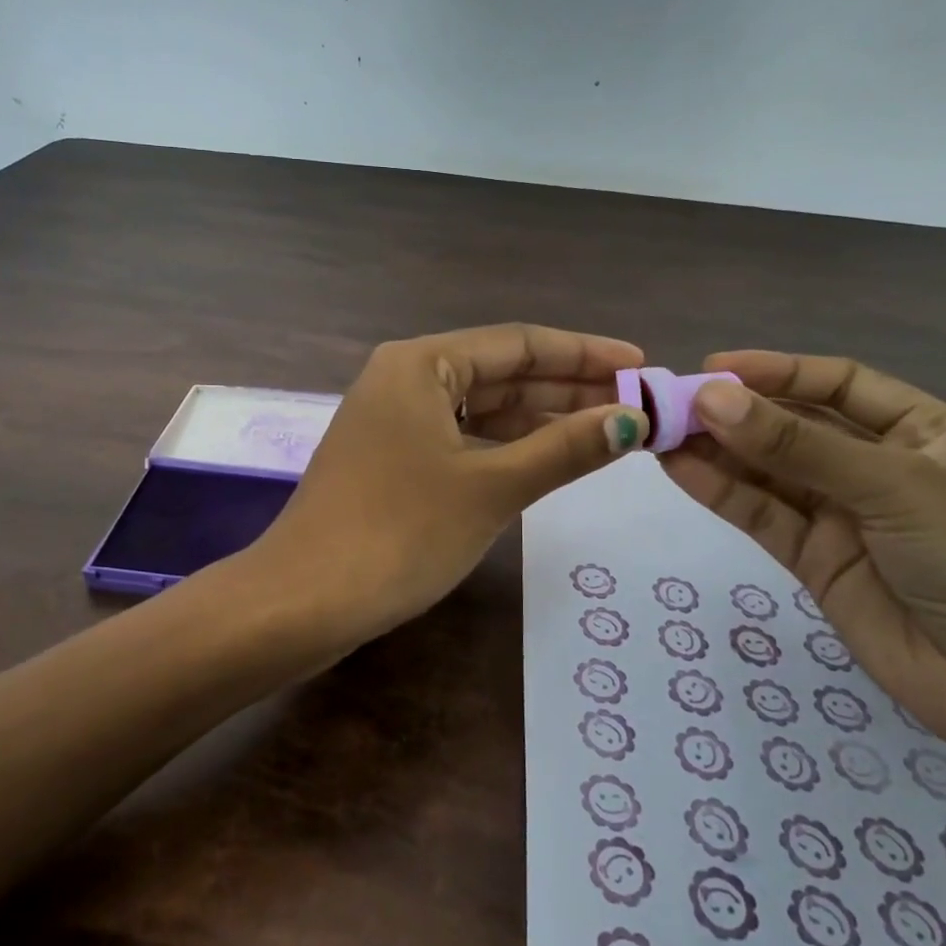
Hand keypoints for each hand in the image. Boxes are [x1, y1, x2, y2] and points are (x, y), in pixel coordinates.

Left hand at [244, 324, 648, 664]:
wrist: (304, 601)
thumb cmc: (400, 533)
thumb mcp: (491, 487)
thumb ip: (564, 449)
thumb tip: (631, 421)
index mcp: (421, 363)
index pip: (519, 343)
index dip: (584, 354)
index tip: (641, 366)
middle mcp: (404, 378)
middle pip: (501, 372)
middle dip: (567, 388)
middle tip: (635, 404)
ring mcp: (392, 419)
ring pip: (481, 408)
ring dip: (539, 419)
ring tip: (606, 429)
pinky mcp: (389, 458)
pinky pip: (460, 437)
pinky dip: (504, 445)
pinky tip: (546, 457)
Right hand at [660, 351, 945, 769]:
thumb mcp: (894, 487)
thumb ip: (798, 445)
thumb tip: (710, 399)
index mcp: (922, 432)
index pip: (838, 384)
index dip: (778, 371)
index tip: (714, 368)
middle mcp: (877, 466)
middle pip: (794, 426)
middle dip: (736, 412)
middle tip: (671, 403)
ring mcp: (841, 514)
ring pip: (768, 471)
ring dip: (716, 450)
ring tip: (659, 432)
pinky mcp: (812, 558)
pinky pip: (760, 514)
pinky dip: (719, 491)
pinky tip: (678, 468)